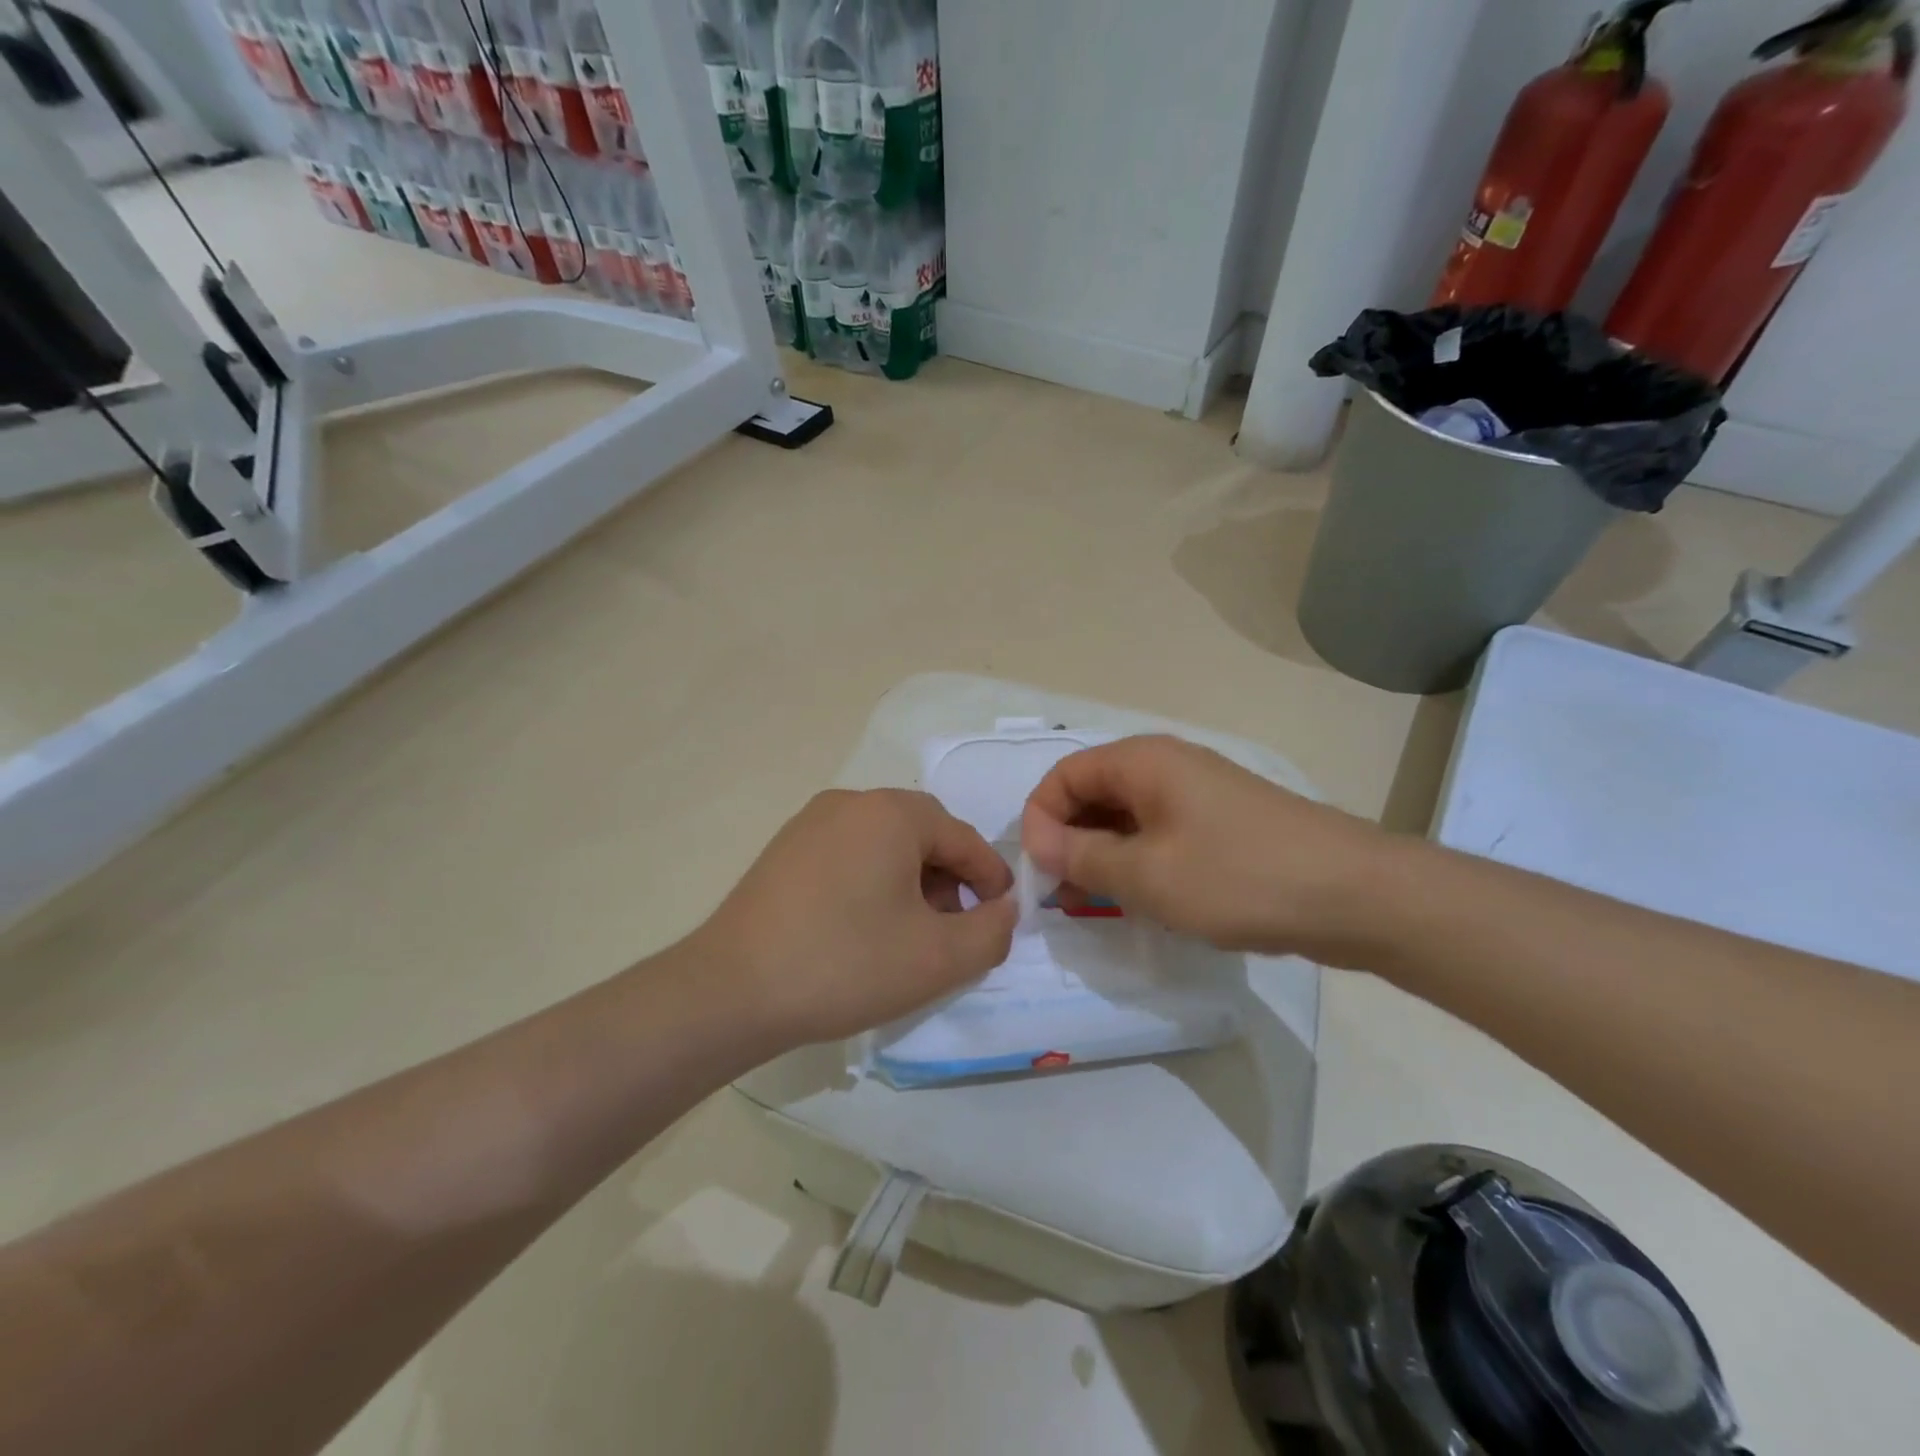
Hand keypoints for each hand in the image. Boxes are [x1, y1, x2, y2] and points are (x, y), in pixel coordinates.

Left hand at [692, 789, 1016, 1048]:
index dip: (990, 878)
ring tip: (909, 934)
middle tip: (953, 929)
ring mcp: (810, 823)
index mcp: (891, 813)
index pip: (962, 837)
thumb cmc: (846, 964)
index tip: (1000, 918)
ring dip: (910, 882)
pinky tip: (863, 928)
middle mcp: (851, 802)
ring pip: (884, 845)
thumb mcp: (938, 958)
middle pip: (923, 835)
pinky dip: (872, 883)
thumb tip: (1003, 909)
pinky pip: (848, 855)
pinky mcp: (784, 850)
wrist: (731, 990)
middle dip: (949, 880)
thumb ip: (991, 931)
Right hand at [1020, 735, 1398, 964]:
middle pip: (1093, 792)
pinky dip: (1139, 861)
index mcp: (1142, 761)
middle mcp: (1166, 765)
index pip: (1064, 775)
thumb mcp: (1146, 874)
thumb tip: (1038, 840)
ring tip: (1100, 904)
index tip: (1041, 872)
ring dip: (1103, 855)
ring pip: (1127, 817)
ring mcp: (1198, 793)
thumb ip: (1082, 855)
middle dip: (1070, 839)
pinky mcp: (1222, 822)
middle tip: (1064, 895)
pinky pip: (1160, 833)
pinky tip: (1146, 900)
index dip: (1040, 819)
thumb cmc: (1238, 877)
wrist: (1355, 895)